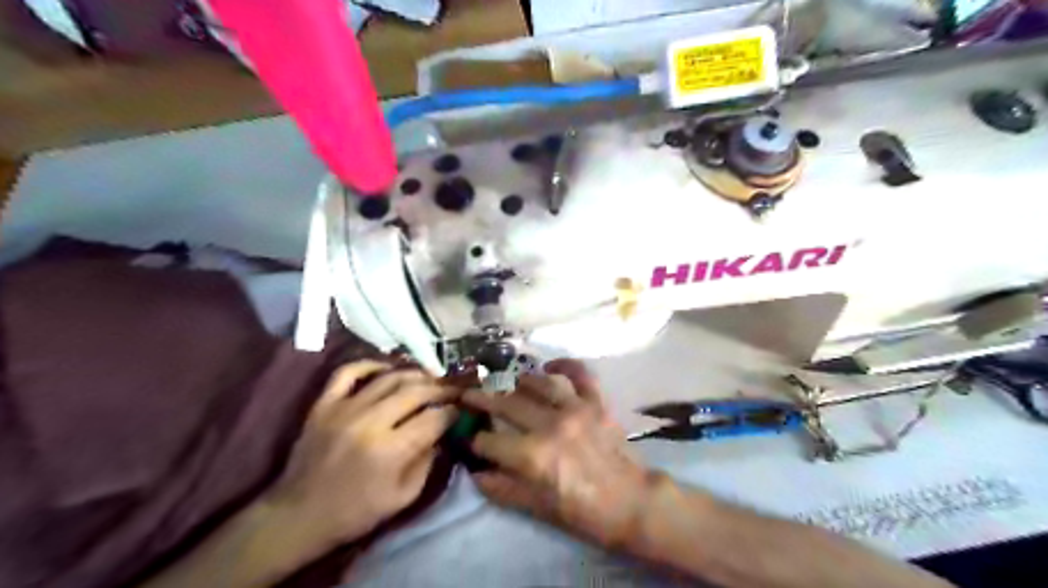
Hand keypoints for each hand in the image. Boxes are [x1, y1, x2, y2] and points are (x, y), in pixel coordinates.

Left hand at [267, 361, 457, 548]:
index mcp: (391, 450)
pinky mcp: (324, 404)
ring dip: (415, 374)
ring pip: (389, 377)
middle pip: (416, 391)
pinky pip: (348, 372)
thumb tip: (441, 433)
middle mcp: (370, 422)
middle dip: (441, 389)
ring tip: (429, 378)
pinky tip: (387, 369)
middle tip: (452, 390)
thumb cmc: (355, 512)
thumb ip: (427, 462)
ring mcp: (345, 408)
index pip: (434, 418)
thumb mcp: (403, 497)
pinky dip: (370, 365)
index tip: (461, 410)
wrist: (299, 515)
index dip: (453, 412)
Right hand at [461, 360, 651, 549]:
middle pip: (506, 404)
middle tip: (468, 394)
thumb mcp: (537, 507)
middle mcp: (550, 424)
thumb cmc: (583, 512)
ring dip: (519, 381)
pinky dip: (564, 365)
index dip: (474, 441)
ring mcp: (575, 408)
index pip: (489, 441)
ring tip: (509, 384)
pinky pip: (579, 374)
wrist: (631, 502)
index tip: (469, 438)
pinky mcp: (596, 402)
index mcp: (532, 455)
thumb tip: (475, 472)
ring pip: (538, 383)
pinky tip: (549, 366)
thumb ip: (502, 488)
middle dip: (481, 400)